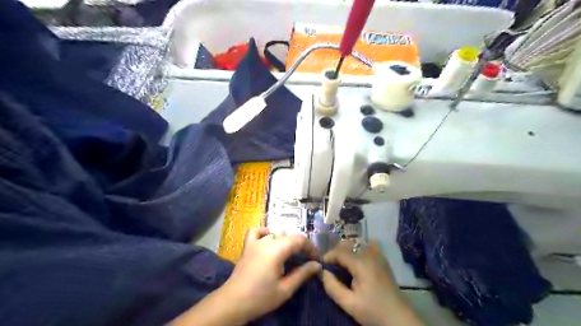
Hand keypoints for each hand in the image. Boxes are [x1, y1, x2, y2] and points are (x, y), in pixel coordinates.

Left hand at [224, 228, 321, 321]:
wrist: (232, 303)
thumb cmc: (260, 298)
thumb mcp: (285, 289)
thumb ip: (302, 274)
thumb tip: (317, 265)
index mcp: (277, 249)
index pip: (299, 240)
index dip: (311, 248)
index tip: (316, 260)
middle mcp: (267, 241)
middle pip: (289, 237)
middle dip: (301, 247)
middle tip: (306, 261)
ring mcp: (255, 242)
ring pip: (276, 234)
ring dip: (287, 242)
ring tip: (291, 254)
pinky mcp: (247, 246)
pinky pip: (256, 232)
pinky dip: (265, 232)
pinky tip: (269, 240)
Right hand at [320, 239, 425, 325]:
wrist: (400, 319)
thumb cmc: (374, 312)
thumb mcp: (349, 304)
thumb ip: (333, 287)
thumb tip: (322, 272)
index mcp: (361, 263)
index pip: (339, 251)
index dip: (328, 257)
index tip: (321, 267)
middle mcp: (369, 254)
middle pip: (347, 245)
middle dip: (336, 253)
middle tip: (331, 268)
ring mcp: (378, 256)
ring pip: (358, 244)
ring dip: (347, 251)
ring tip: (343, 264)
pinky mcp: (383, 260)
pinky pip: (369, 246)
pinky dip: (360, 249)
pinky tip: (358, 261)